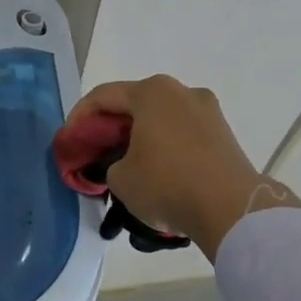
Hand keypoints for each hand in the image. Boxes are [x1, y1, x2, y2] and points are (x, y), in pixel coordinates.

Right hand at [64, 76, 300, 256]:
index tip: (69, 142)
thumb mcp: (119, 178)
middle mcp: (181, 92)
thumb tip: (122, 165)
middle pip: (135, 104)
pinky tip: (158, 172)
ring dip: (141, 137)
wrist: (231, 209)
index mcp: (152, 92)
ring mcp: (208, 111)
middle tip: (97, 152)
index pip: (103, 96)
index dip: (79, 118)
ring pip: (161, 119)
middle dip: (112, 127)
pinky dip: (165, 147)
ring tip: (128, 165)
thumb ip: (109, 164)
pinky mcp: (224, 134)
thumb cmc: (167, 183)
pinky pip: (183, 135)